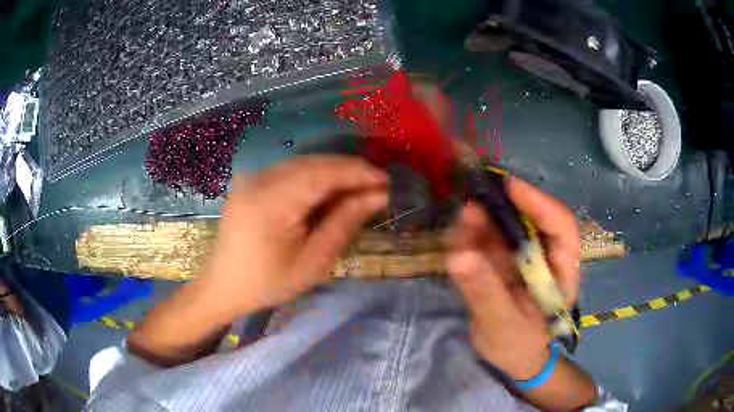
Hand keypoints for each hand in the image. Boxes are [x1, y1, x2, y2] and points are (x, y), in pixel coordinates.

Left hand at [196, 155, 387, 320]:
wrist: (225, 285)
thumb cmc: (268, 282)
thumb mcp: (313, 261)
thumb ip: (344, 223)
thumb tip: (378, 196)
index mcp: (271, 202)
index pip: (323, 173)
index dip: (359, 173)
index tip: (388, 182)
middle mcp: (259, 179)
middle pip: (314, 162)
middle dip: (350, 171)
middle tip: (378, 187)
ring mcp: (253, 176)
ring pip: (304, 163)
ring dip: (335, 173)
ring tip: (360, 190)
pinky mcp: (252, 180)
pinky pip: (291, 170)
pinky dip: (316, 177)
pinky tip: (330, 192)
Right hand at [446, 176, 579, 379]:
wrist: (512, 358)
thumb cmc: (518, 346)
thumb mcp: (502, 325)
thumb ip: (484, 293)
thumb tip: (458, 255)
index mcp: (563, 272)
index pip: (562, 228)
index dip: (539, 203)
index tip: (508, 187)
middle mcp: (548, 257)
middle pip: (532, 220)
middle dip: (502, 210)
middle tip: (471, 206)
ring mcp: (526, 257)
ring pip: (507, 227)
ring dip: (483, 221)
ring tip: (459, 225)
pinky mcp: (506, 261)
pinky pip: (489, 241)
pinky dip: (472, 236)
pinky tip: (456, 239)